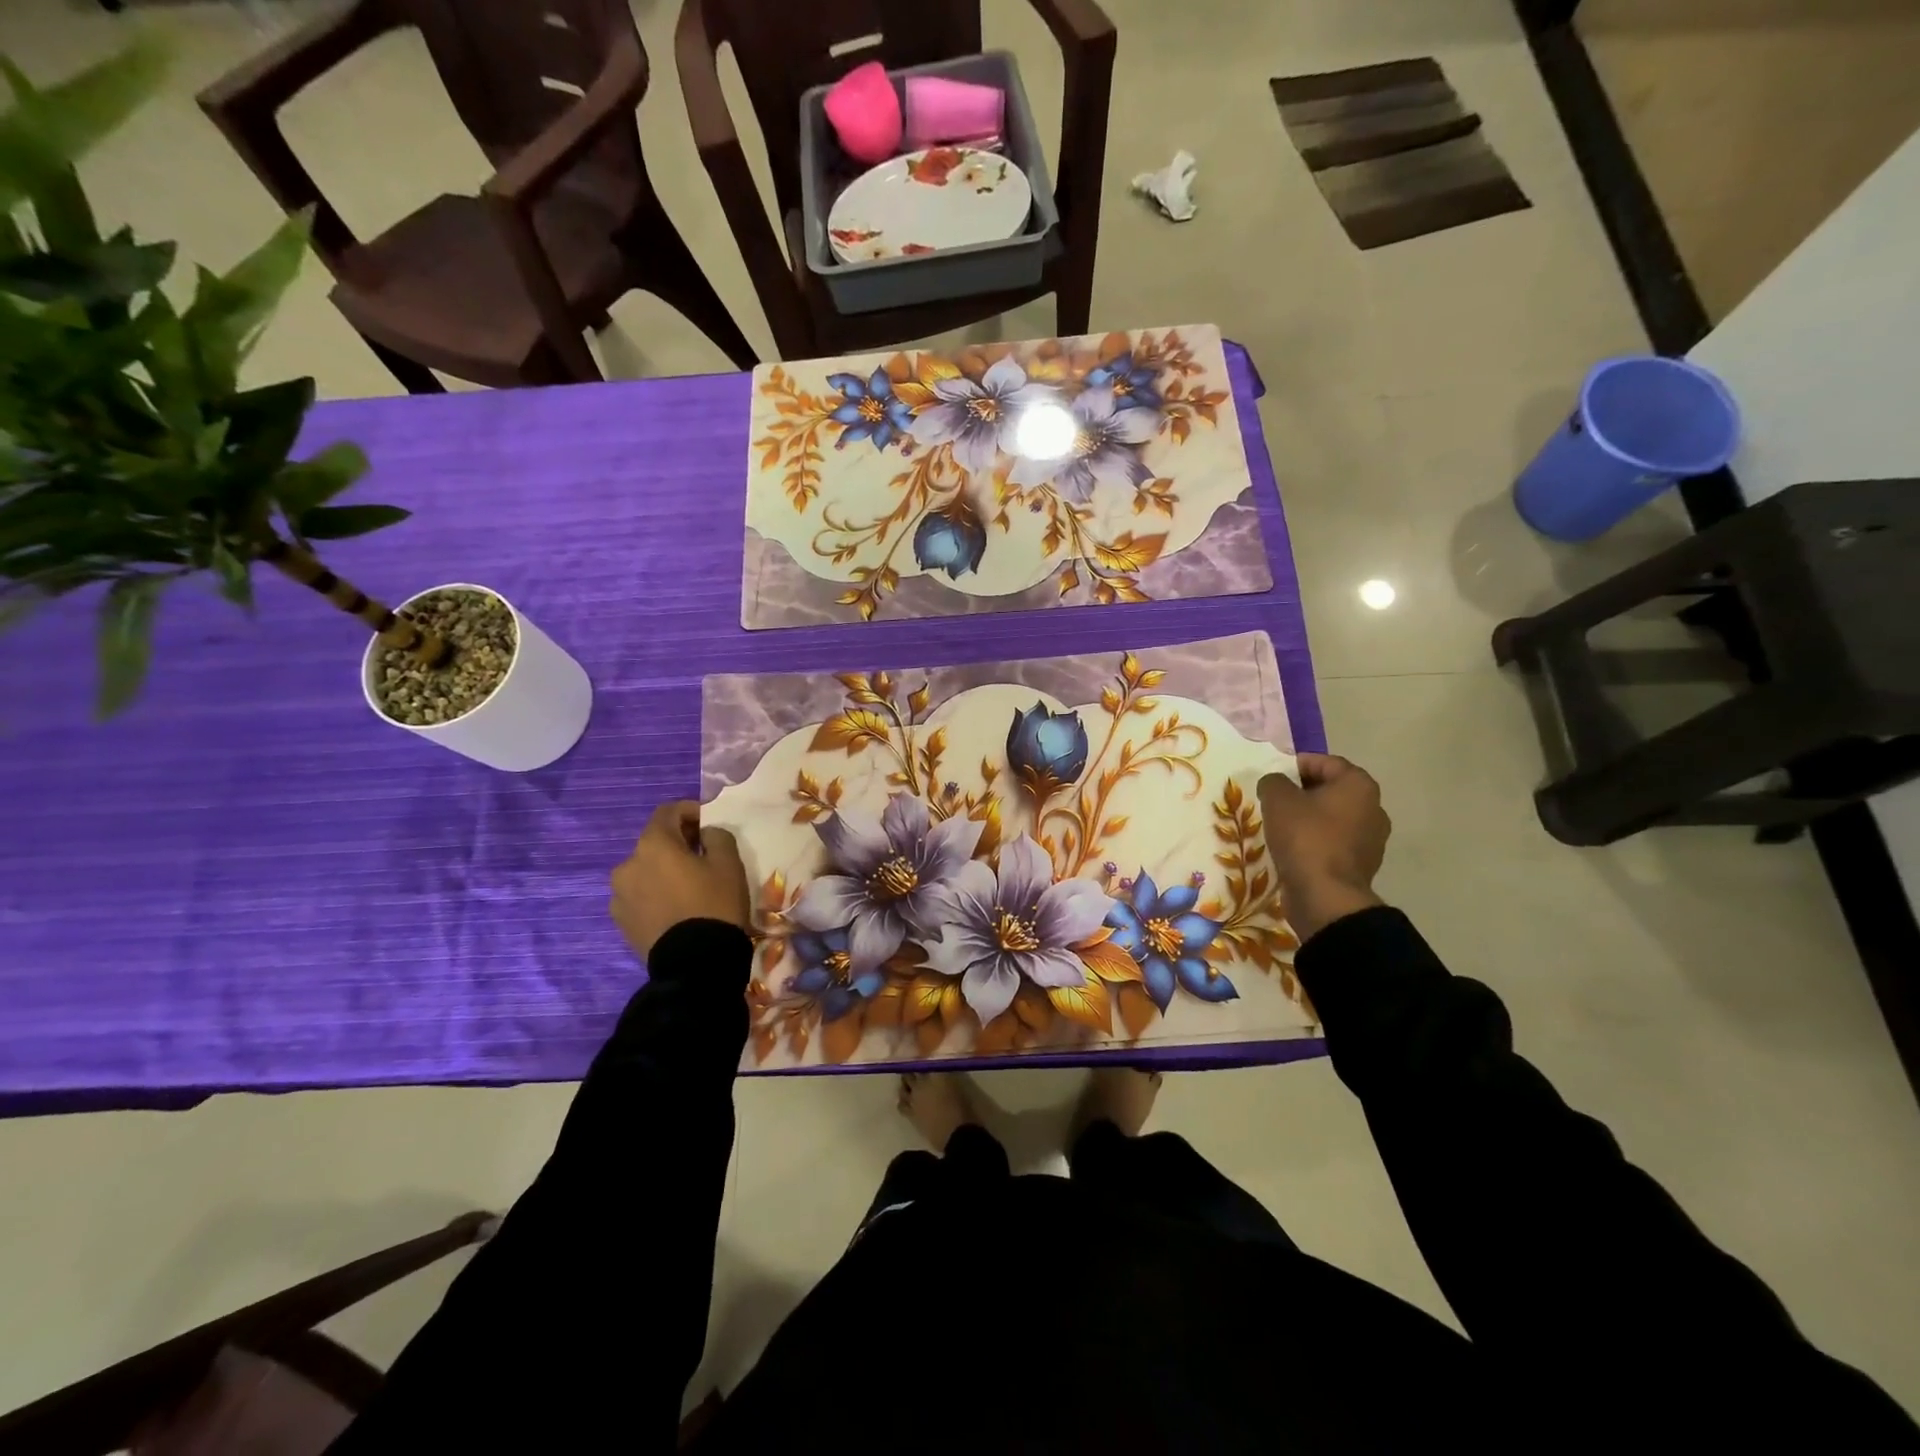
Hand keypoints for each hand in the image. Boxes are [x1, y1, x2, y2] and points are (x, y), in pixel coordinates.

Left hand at [610, 801, 750, 958]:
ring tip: (688, 885)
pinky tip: (676, 907)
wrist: (695, 963)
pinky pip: (639, 895)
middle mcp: (627, 865)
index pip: (667, 812)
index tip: (709, 822)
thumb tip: (705, 833)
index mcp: (653, 845)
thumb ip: (717, 835)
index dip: (690, 810)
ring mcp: (619, 896)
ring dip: (664, 869)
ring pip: (645, 870)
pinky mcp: (621, 921)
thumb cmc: (715, 904)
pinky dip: (655, 892)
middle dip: (678, 842)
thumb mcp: (729, 863)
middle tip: (703, 854)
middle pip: (654, 842)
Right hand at [1257, 754, 1389, 943]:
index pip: (1326, 762)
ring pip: (1332, 818)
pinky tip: (1291, 848)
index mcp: (1359, 785)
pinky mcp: (1361, 865)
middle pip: (1331, 790)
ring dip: (1308, 818)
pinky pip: (1334, 843)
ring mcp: (1371, 839)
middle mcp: (1373, 808)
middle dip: (1302, 792)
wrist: (1325, 896)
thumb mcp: (1278, 799)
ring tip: (1279, 825)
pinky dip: (1315, 841)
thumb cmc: (1305, 837)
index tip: (1272, 776)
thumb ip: (1274, 782)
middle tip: (1273, 800)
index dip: (1296, 764)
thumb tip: (1276, 784)